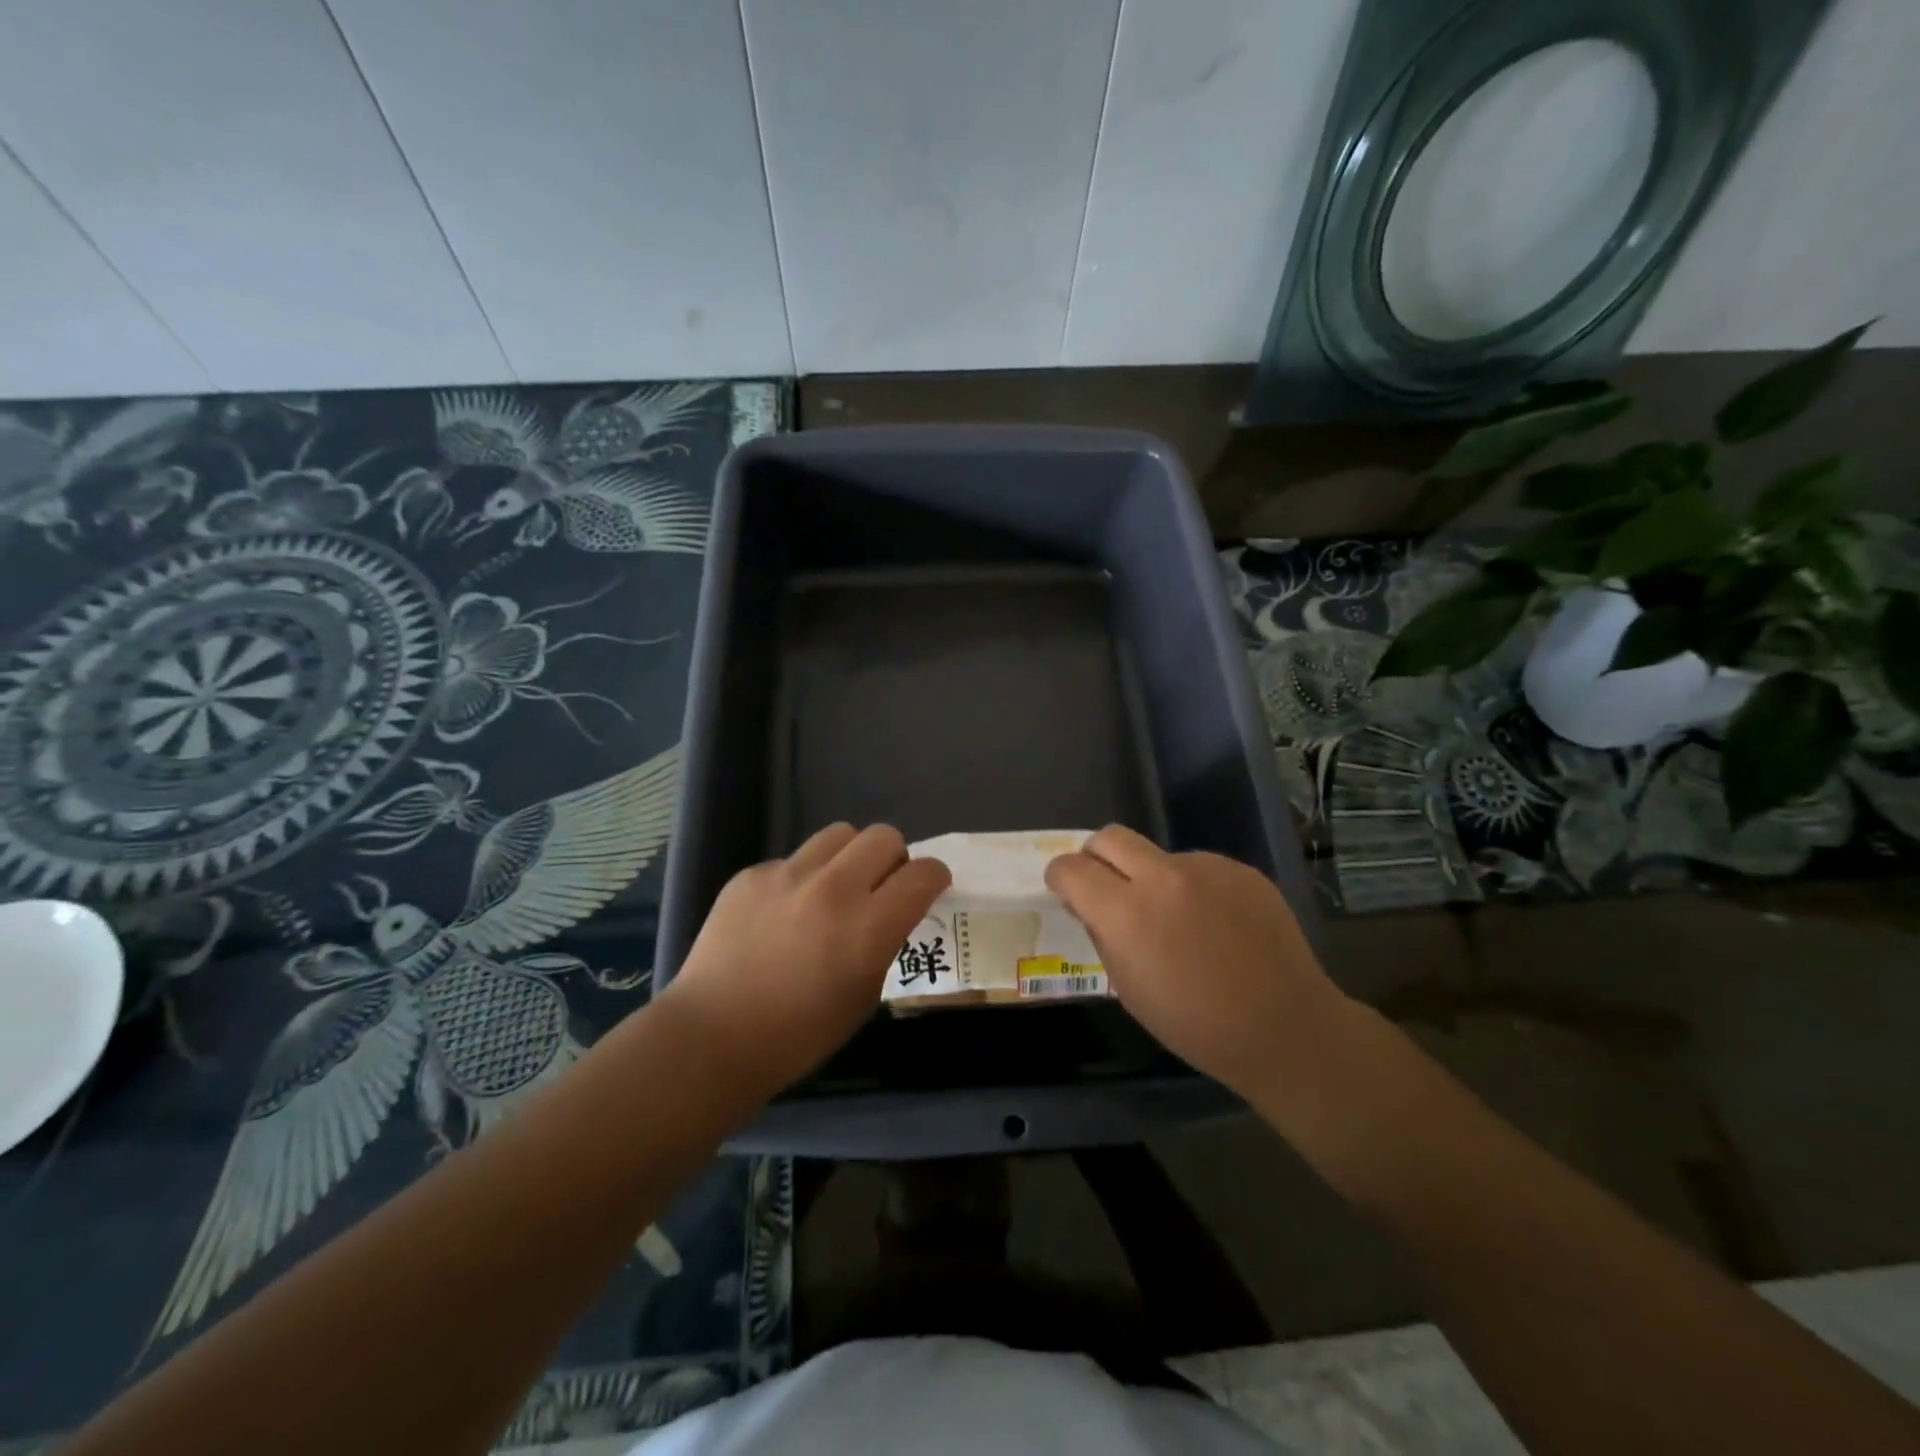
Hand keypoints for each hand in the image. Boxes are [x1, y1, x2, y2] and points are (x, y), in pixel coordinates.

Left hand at [655, 823, 950, 1101]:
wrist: (712, 1037)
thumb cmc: (799, 1034)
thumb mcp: (864, 996)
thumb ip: (885, 943)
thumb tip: (891, 913)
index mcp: (868, 927)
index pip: (923, 873)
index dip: (934, 878)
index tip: (928, 889)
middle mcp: (833, 888)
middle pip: (885, 836)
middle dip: (893, 858)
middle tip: (880, 888)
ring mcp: (788, 875)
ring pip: (840, 833)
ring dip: (849, 857)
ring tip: (833, 889)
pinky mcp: (752, 874)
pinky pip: (793, 859)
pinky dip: (801, 878)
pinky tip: (782, 913)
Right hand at [1045, 825, 1354, 1105]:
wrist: (1284, 1028)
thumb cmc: (1195, 1024)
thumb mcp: (1129, 988)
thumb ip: (1103, 934)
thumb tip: (1091, 905)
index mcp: (1127, 913)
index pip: (1071, 868)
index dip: (1060, 877)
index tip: (1066, 891)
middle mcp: (1163, 877)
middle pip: (1109, 837)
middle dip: (1097, 857)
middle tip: (1108, 888)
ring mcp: (1206, 868)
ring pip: (1158, 855)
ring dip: (1151, 877)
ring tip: (1178, 920)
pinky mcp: (1240, 869)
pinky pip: (1199, 867)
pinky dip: (1192, 888)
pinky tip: (1215, 924)